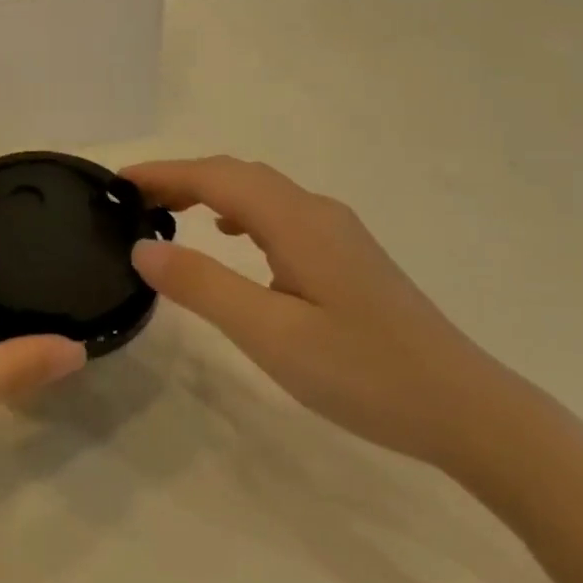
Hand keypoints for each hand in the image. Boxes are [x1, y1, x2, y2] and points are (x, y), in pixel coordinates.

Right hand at [124, 157, 532, 471]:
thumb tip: (144, 248)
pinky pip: (280, 214)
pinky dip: (241, 213)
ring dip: (210, 192)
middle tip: (134, 202)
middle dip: (182, 178)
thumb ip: (204, 286)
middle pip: (238, 175)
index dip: (163, 173)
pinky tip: (233, 239)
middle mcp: (317, 212)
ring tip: (170, 214)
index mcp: (297, 221)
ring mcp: (338, 232)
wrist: (466, 409)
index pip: (216, 177)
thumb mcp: (270, 334)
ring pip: (261, 192)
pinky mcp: (348, 256)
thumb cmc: (363, 372)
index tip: (117, 183)